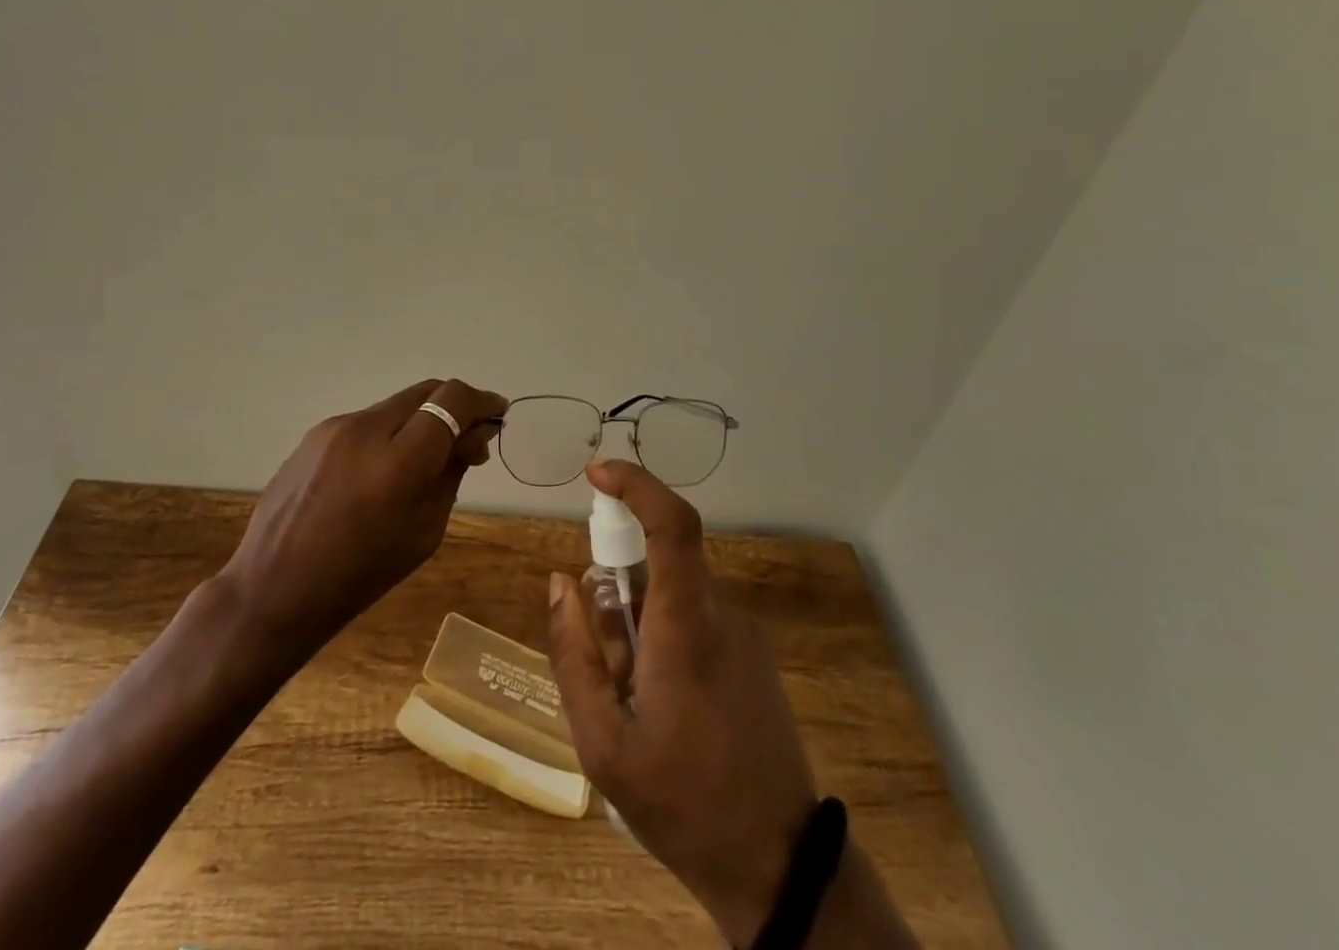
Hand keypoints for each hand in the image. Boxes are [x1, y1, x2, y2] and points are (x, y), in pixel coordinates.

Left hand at [219, 378, 506, 658]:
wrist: (274, 588)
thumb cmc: (359, 575)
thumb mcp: (424, 532)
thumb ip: (451, 474)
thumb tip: (471, 438)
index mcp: (398, 462)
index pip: (452, 400)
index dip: (481, 401)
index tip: (497, 414)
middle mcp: (366, 429)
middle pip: (427, 391)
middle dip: (455, 406)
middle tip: (469, 438)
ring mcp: (336, 427)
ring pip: (396, 404)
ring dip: (421, 420)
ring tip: (424, 459)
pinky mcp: (315, 433)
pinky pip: (367, 421)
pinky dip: (389, 432)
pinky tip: (382, 469)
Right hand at [547, 460, 816, 947]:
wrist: (778, 865)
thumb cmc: (681, 803)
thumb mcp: (602, 743)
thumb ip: (573, 653)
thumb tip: (559, 582)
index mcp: (685, 625)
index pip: (671, 523)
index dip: (636, 483)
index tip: (595, 473)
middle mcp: (720, 611)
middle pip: (658, 563)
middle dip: (617, 591)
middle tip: (605, 664)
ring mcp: (743, 631)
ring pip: (671, 593)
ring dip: (639, 625)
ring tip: (635, 701)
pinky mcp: (753, 651)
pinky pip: (694, 615)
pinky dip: (664, 637)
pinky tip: (663, 704)